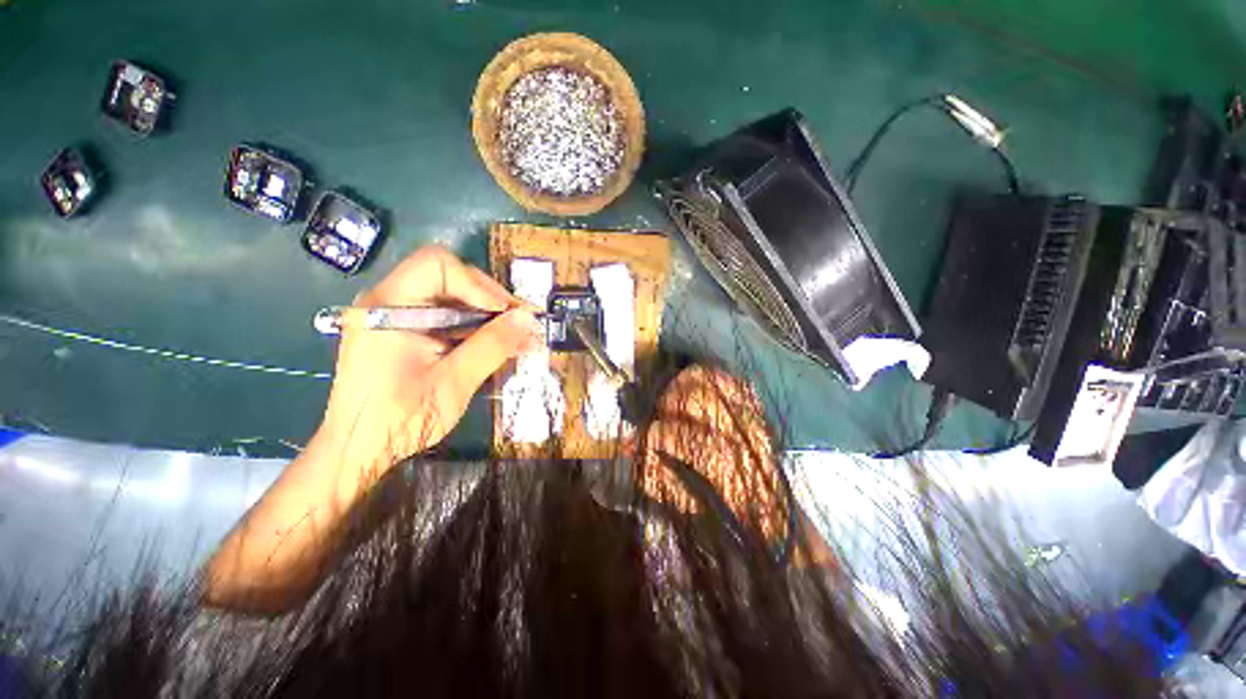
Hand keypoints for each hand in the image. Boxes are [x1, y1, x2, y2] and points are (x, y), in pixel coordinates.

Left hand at [313, 246, 541, 485]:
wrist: (358, 450)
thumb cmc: (401, 419)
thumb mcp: (455, 381)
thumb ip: (492, 345)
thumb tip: (528, 319)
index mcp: (388, 306)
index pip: (438, 265)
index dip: (479, 285)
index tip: (507, 314)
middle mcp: (386, 300)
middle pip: (447, 276)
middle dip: (488, 298)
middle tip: (518, 324)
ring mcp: (392, 315)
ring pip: (449, 295)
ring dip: (484, 313)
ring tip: (512, 336)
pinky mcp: (400, 330)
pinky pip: (443, 314)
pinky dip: (471, 325)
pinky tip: (490, 344)